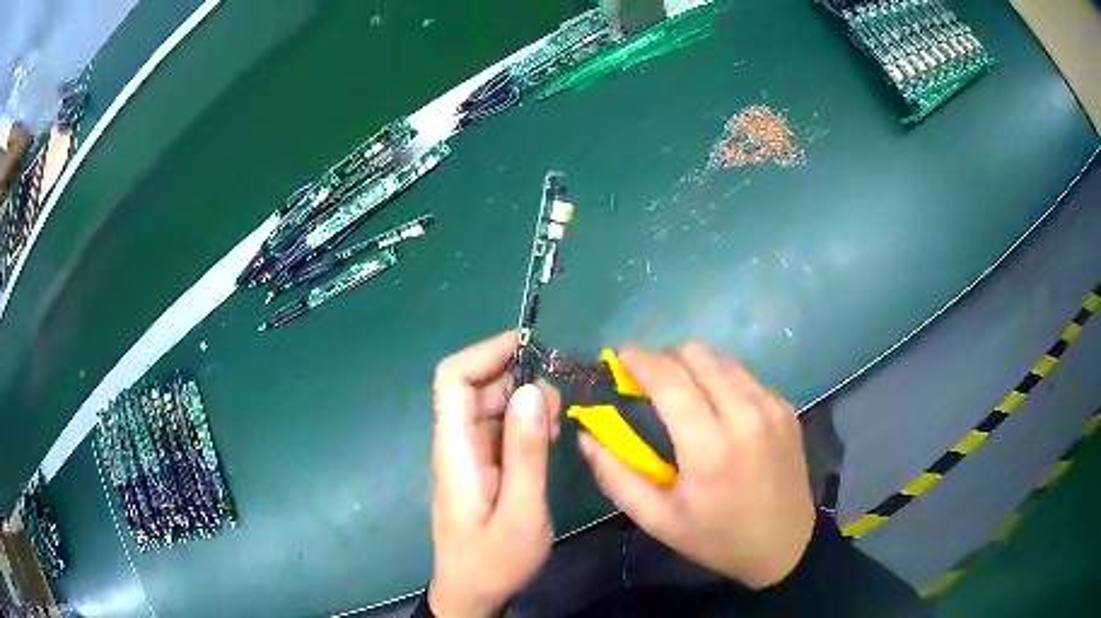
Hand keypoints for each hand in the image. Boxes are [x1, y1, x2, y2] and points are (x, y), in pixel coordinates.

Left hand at [428, 331, 560, 616]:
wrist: (473, 593)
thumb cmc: (494, 560)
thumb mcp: (522, 512)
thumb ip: (526, 453)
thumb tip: (531, 390)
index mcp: (456, 448)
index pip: (453, 378)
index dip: (486, 352)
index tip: (532, 348)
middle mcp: (456, 443)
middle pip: (475, 386)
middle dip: (517, 378)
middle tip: (559, 402)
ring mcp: (468, 455)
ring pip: (490, 406)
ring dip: (524, 402)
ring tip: (560, 424)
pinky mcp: (481, 467)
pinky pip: (499, 430)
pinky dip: (525, 424)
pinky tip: (549, 441)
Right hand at [578, 342, 814, 588]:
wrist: (784, 544)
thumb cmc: (716, 537)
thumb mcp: (657, 519)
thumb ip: (616, 475)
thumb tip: (586, 436)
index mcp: (709, 448)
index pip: (669, 379)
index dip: (639, 360)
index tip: (619, 356)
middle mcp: (745, 415)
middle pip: (696, 354)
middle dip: (663, 357)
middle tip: (646, 379)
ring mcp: (771, 407)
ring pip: (722, 359)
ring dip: (692, 366)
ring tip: (679, 392)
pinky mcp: (785, 407)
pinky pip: (744, 376)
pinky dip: (720, 380)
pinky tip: (715, 409)